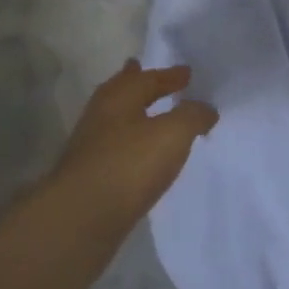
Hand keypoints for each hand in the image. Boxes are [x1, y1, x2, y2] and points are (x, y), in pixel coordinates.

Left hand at [43, 60, 217, 235]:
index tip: (187, 72)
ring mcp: (91, 147)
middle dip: (136, 83)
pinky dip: (130, 142)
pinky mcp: (90, 176)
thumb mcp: (172, 134)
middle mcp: (100, 116)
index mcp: (119, 98)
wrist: (82, 218)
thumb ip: (192, 116)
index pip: (147, 78)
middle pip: (121, 93)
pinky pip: (116, 148)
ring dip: (132, 113)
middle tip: (144, 71)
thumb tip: (206, 108)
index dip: (169, 75)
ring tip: (149, 114)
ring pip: (116, 121)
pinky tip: (140, 155)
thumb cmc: (129, 165)